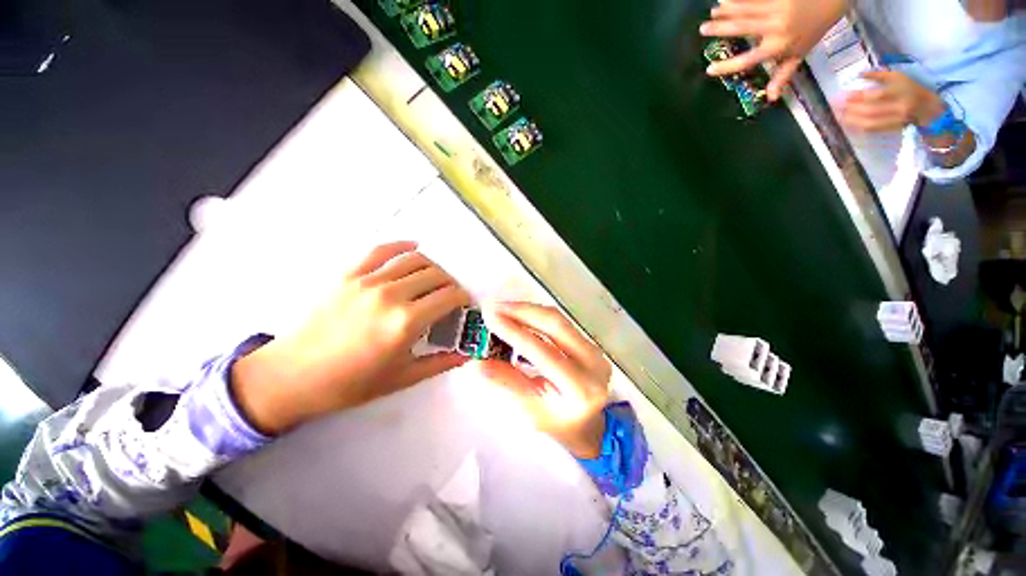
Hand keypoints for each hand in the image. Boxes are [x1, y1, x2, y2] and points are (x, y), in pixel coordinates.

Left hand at [232, 241, 470, 434]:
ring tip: (434, 278)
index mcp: (406, 322)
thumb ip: (440, 363)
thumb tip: (469, 354)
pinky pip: (381, 250)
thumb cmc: (351, 383)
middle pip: (436, 275)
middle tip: (449, 295)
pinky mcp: (349, 274)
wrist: (293, 375)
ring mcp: (368, 281)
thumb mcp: (402, 378)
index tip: (464, 304)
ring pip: (414, 259)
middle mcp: (391, 295)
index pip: (449, 296)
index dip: (463, 297)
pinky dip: (402, 245)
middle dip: (450, 283)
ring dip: (432, 266)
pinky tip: (413, 247)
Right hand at [477, 303, 611, 458]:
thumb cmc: (558, 426)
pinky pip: (560, 322)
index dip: (515, 333)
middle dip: (522, 312)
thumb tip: (477, 363)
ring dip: (528, 310)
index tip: (490, 319)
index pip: (543, 353)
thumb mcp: (530, 411)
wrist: (588, 427)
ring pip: (558, 319)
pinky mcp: (588, 342)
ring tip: (502, 308)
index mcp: (580, 389)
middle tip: (494, 307)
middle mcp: (593, 364)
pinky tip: (518, 314)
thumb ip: (506, 383)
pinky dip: (536, 316)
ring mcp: (594, 350)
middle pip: (556, 326)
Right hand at [700, 0, 847, 99]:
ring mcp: (777, 8)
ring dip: (727, 11)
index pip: (747, 60)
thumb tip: (771, 97)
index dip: (727, 67)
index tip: (710, 69)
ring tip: (712, 12)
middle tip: (702, 30)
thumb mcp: (802, 53)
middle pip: (742, 29)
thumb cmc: (818, 27)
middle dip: (721, 29)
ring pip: (746, 10)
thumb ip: (784, 74)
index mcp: (778, 46)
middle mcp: (775, 28)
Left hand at [839, 70, 945, 131]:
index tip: (843, 95)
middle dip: (851, 109)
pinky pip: (872, 129)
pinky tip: (847, 122)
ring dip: (851, 120)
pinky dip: (858, 125)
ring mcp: (895, 119)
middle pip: (870, 110)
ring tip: (837, 115)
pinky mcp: (892, 128)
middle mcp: (898, 106)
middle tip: (835, 106)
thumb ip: (878, 75)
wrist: (927, 107)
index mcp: (900, 91)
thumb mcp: (897, 77)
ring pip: (870, 122)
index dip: (858, 97)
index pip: (876, 96)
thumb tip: (858, 74)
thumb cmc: (910, 88)